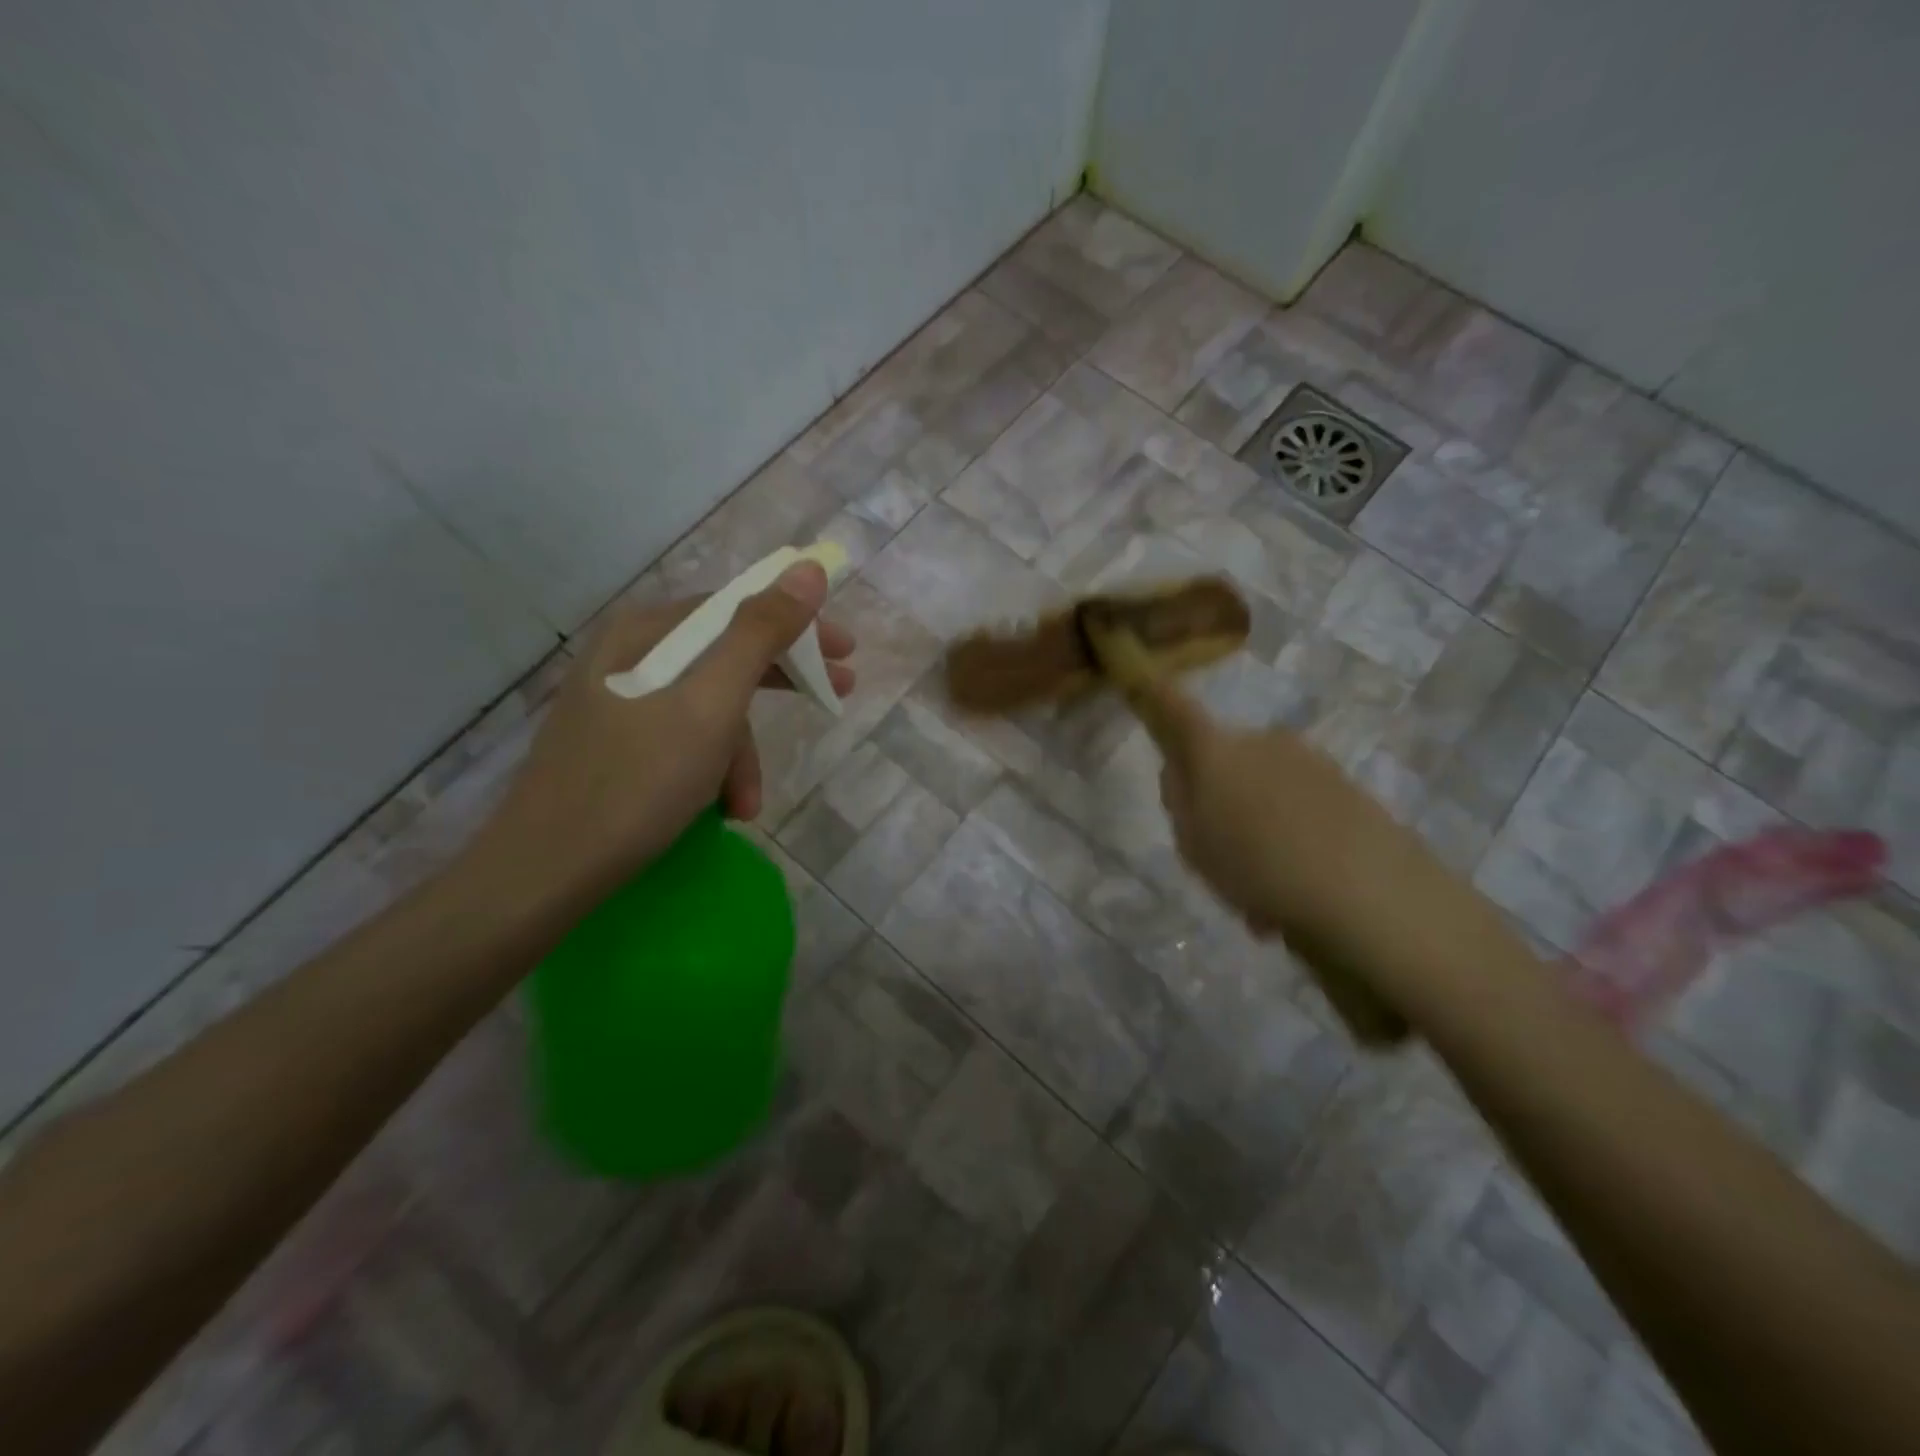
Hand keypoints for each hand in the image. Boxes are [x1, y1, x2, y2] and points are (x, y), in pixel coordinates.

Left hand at [465, 562, 853, 913]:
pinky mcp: (617, 745)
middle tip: (834, 698)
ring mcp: (619, 702)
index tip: (846, 653)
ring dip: (742, 754)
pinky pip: (685, 739)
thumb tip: (807, 570)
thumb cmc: (637, 781)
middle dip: (779, 685)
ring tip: (747, 804)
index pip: (737, 607)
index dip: (798, 625)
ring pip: (708, 708)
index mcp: (646, 632)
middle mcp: (630, 656)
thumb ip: (760, 634)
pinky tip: (721, 808)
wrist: (544, 872)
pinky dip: (712, 770)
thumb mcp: (711, 704)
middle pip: (726, 655)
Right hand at [1134, 676, 1437, 1042]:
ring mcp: (1309, 762)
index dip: (1152, 693)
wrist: (1372, 894)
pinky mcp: (1347, 788)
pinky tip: (1296, 894)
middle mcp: (1262, 742)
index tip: (1139, 675)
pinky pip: (1298, 810)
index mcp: (1216, 750)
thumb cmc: (1258, 866)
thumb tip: (1182, 772)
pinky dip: (1289, 842)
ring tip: (1262, 897)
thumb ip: (1179, 801)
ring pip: (1262, 792)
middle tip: (1218, 858)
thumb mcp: (1194, 843)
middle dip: (1216, 800)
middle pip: (1222, 761)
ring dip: (1255, 830)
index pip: (1174, 708)